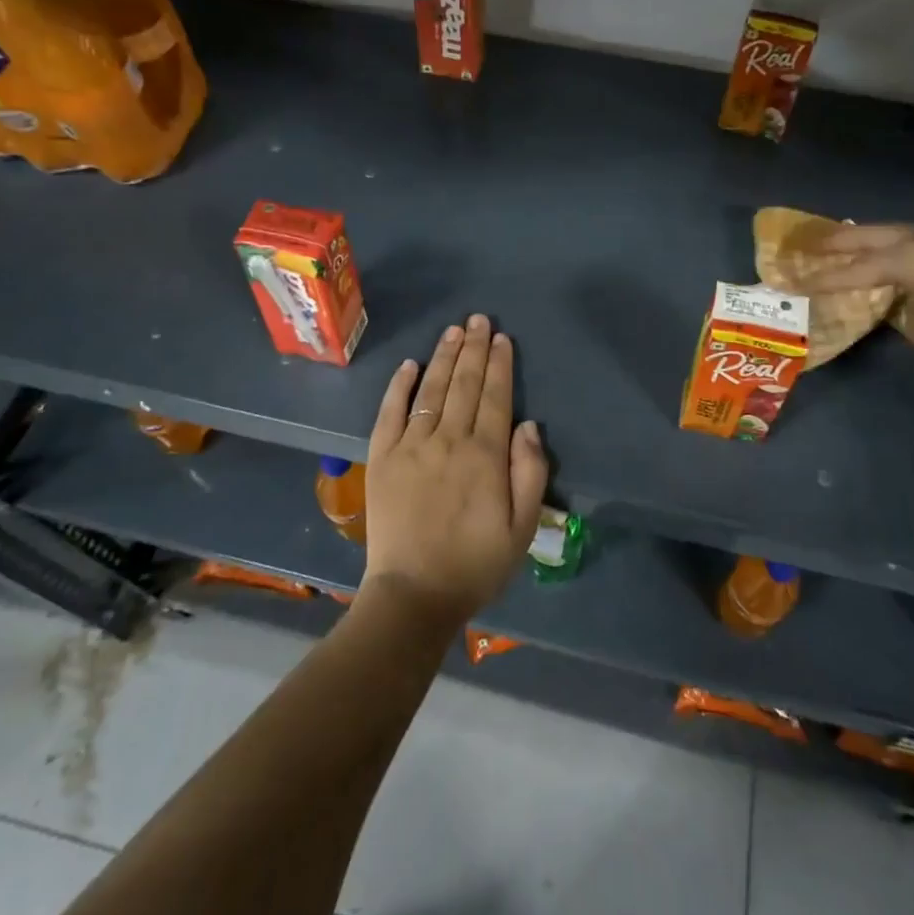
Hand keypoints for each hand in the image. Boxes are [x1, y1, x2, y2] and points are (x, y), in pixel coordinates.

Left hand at [363, 315, 548, 627]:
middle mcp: (448, 440)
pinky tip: (409, 364)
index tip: (502, 338)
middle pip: (465, 385)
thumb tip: (529, 425)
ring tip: (454, 330)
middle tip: (479, 319)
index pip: (495, 397)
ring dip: (444, 357)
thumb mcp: (522, 528)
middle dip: (474, 349)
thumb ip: (530, 473)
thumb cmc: (474, 564)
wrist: (413, 595)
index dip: (500, 365)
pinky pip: (390, 412)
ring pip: (431, 390)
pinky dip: (399, 386)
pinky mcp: (383, 458)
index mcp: (485, 456)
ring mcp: (411, 446)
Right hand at [792, 223, 913, 379]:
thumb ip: (895, 308)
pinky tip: (896, 257)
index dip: (821, 278)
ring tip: (847, 244)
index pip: (853, 269)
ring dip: (870, 239)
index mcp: (908, 257)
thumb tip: (888, 300)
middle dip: (837, 241)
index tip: (792, 280)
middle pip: (871, 235)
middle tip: (807, 243)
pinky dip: (899, 246)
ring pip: (897, 232)